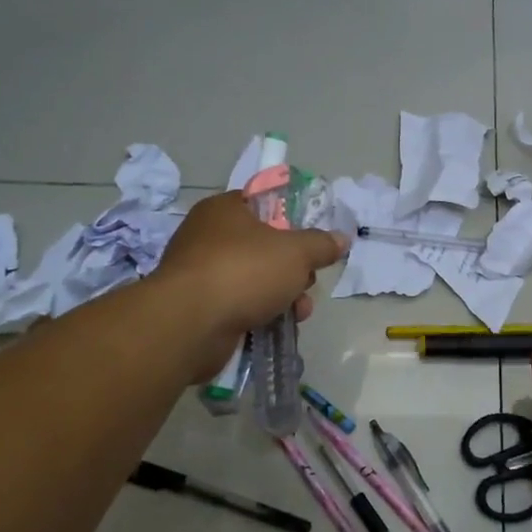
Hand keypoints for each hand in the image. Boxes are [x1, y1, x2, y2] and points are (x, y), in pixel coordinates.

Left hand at [153, 191, 347, 379]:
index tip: (311, 240)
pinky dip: (260, 314)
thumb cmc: (244, 271)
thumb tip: (341, 239)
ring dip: (282, 295)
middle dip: (292, 267)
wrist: (190, 324)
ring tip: (300, 311)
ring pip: (254, 279)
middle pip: (263, 246)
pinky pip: (239, 305)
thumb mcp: (296, 252)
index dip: (291, 220)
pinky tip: (280, 327)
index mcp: (224, 210)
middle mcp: (207, 236)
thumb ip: (321, 244)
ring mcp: (201, 274)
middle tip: (307, 279)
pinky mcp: (199, 308)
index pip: (262, 204)